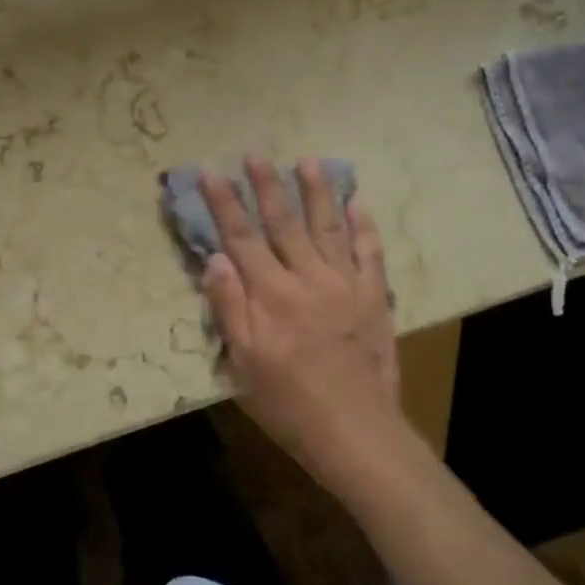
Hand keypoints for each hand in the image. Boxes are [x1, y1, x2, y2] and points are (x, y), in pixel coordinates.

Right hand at [199, 157, 405, 490]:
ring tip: (307, 160)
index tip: (210, 171)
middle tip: (255, 152)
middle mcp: (307, 278)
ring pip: (327, 227)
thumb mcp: (243, 363)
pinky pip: (369, 253)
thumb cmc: (288, 402)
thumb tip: (215, 258)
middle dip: (266, 185)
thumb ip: (229, 308)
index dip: (224, 202)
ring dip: (316, 192)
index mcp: (271, 295)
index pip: (241, 237)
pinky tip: (358, 202)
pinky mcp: (373, 297)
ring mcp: (345, 284)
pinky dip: (363, 226)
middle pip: (282, 223)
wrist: (355, 431)